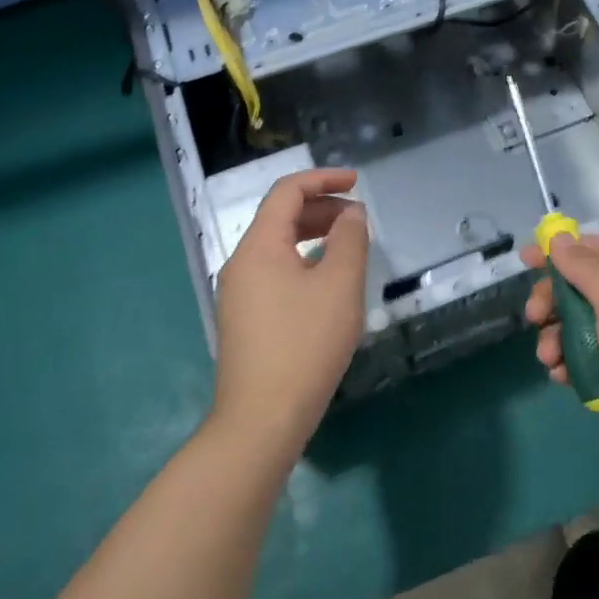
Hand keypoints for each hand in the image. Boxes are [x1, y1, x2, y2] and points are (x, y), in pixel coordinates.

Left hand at [212, 168, 370, 461]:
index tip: (357, 183)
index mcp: (259, 246)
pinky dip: (304, 262)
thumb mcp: (339, 285)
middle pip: (280, 217)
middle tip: (359, 219)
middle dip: (322, 208)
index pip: (287, 192)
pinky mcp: (245, 320)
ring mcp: (239, 293)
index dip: (323, 179)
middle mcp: (241, 263)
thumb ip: (349, 240)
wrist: (261, 419)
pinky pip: (275, 273)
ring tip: (349, 247)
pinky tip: (328, 285)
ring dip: (314, 236)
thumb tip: (350, 214)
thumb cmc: (305, 344)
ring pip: (278, 247)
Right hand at [523, 235, 598, 495]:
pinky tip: (560, 379)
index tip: (524, 259)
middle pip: (582, 288)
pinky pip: (588, 360)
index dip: (559, 249)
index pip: (595, 249)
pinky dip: (569, 365)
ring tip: (548, 359)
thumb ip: (587, 269)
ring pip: (580, 327)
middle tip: (534, 316)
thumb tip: (560, 238)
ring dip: (556, 337)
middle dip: (553, 300)